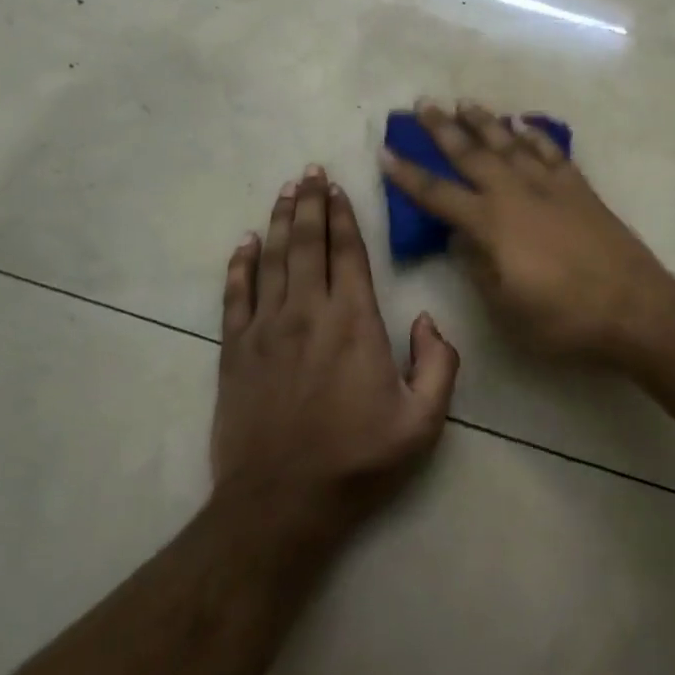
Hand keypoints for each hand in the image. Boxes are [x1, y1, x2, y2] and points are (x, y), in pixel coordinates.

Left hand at [212, 166, 459, 539]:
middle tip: (309, 171)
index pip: (347, 252)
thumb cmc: (357, 461)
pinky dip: (240, 265)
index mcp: (354, 321)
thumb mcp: (423, 422)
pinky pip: (235, 295)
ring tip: (285, 191)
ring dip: (280, 221)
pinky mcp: (235, 350)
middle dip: (310, 202)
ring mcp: (266, 328)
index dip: (343, 216)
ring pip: (273, 259)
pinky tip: (244, 243)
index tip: (337, 188)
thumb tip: (429, 319)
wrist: (281, 503)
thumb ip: (439, 364)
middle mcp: (308, 311)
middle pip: (307, 243)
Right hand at [379, 100, 674, 366]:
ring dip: (484, 122)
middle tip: (422, 104)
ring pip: (509, 143)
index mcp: (491, 225)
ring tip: (463, 103)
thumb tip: (458, 238)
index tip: (385, 151)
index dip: (408, 174)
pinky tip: (523, 123)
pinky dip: (534, 134)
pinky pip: (550, 151)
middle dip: (442, 128)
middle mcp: (515, 194)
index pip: (438, 194)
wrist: (632, 307)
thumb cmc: (562, 318)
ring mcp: (550, 186)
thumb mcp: (505, 307)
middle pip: (471, 154)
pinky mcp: (579, 187)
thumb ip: (477, 267)